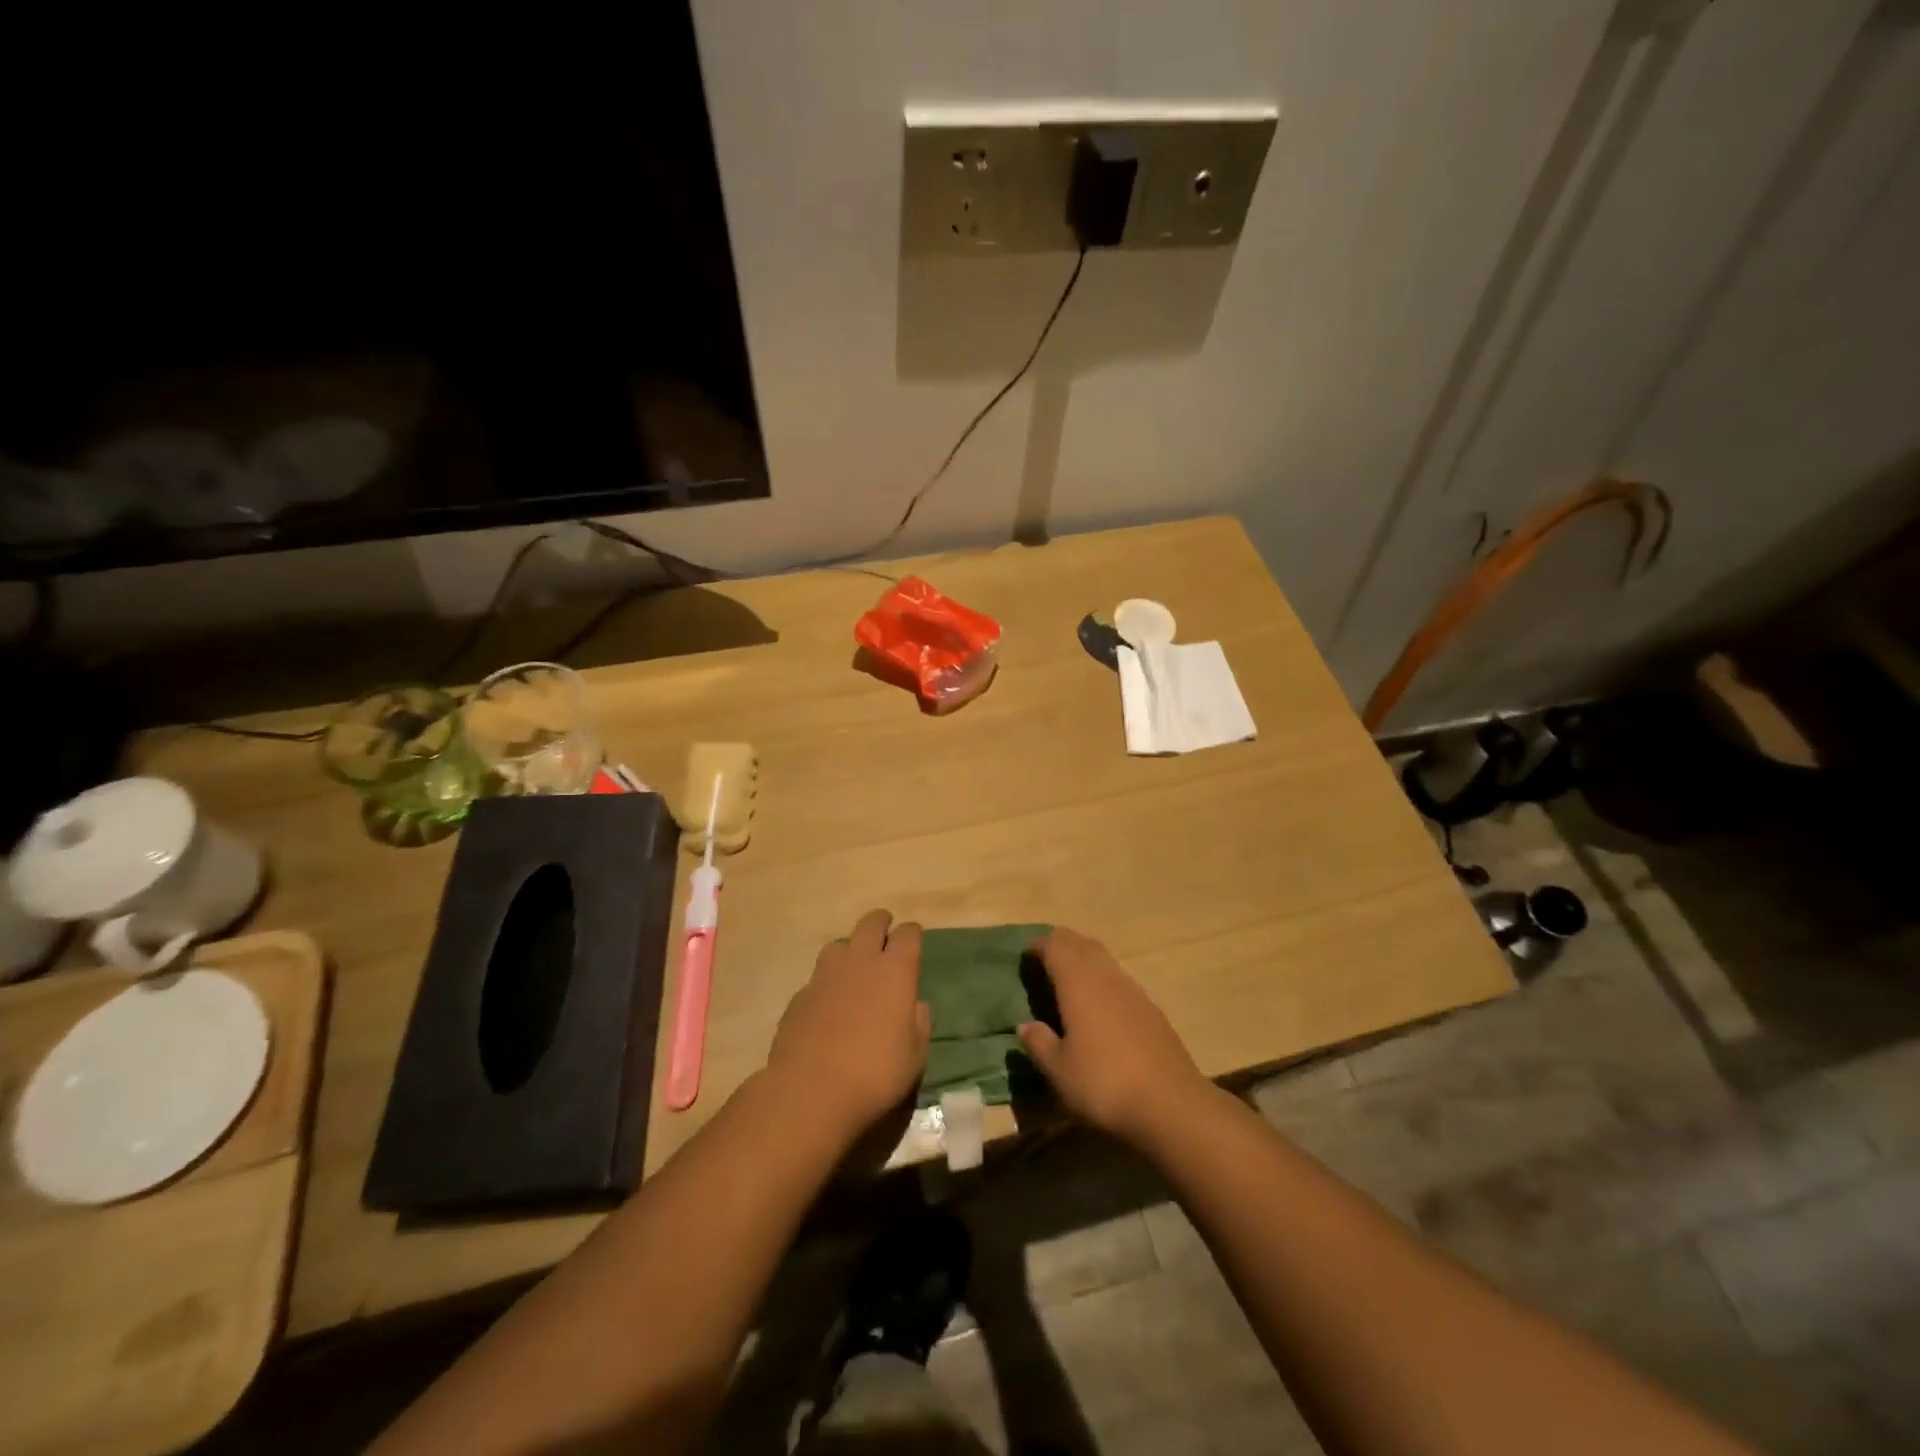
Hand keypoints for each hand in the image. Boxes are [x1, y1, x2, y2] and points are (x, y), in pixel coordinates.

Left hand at [766, 910, 930, 1141]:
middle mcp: (861, 961)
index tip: (913, 941)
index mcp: (895, 970)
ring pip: (840, 944)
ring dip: (850, 950)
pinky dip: (827, 983)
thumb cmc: (876, 1073)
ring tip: (854, 968)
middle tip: (885, 935)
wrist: (811, 1090)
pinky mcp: (800, 995)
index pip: (908, 934)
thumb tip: (916, 1006)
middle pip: (871, 923)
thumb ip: (919, 1024)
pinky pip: (818, 977)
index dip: (912, 934)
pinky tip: (828, 1005)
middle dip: (881, 924)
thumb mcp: (915, 1055)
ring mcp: (825, 975)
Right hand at [1017, 927, 1211, 1146]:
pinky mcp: (1152, 1009)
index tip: (1026, 955)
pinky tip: (1100, 1005)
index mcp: (1078, 983)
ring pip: (1103, 959)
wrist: (1171, 1104)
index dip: (1039, 945)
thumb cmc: (1104, 1083)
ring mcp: (1133, 990)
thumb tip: (1025, 1025)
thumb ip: (1039, 1043)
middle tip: (1045, 959)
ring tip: (1069, 979)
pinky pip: (1120, 979)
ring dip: (1084, 959)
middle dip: (1062, 944)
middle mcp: (1105, 976)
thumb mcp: (1059, 1070)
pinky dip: (1103, 979)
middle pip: (1081, 944)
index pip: (1055, 946)